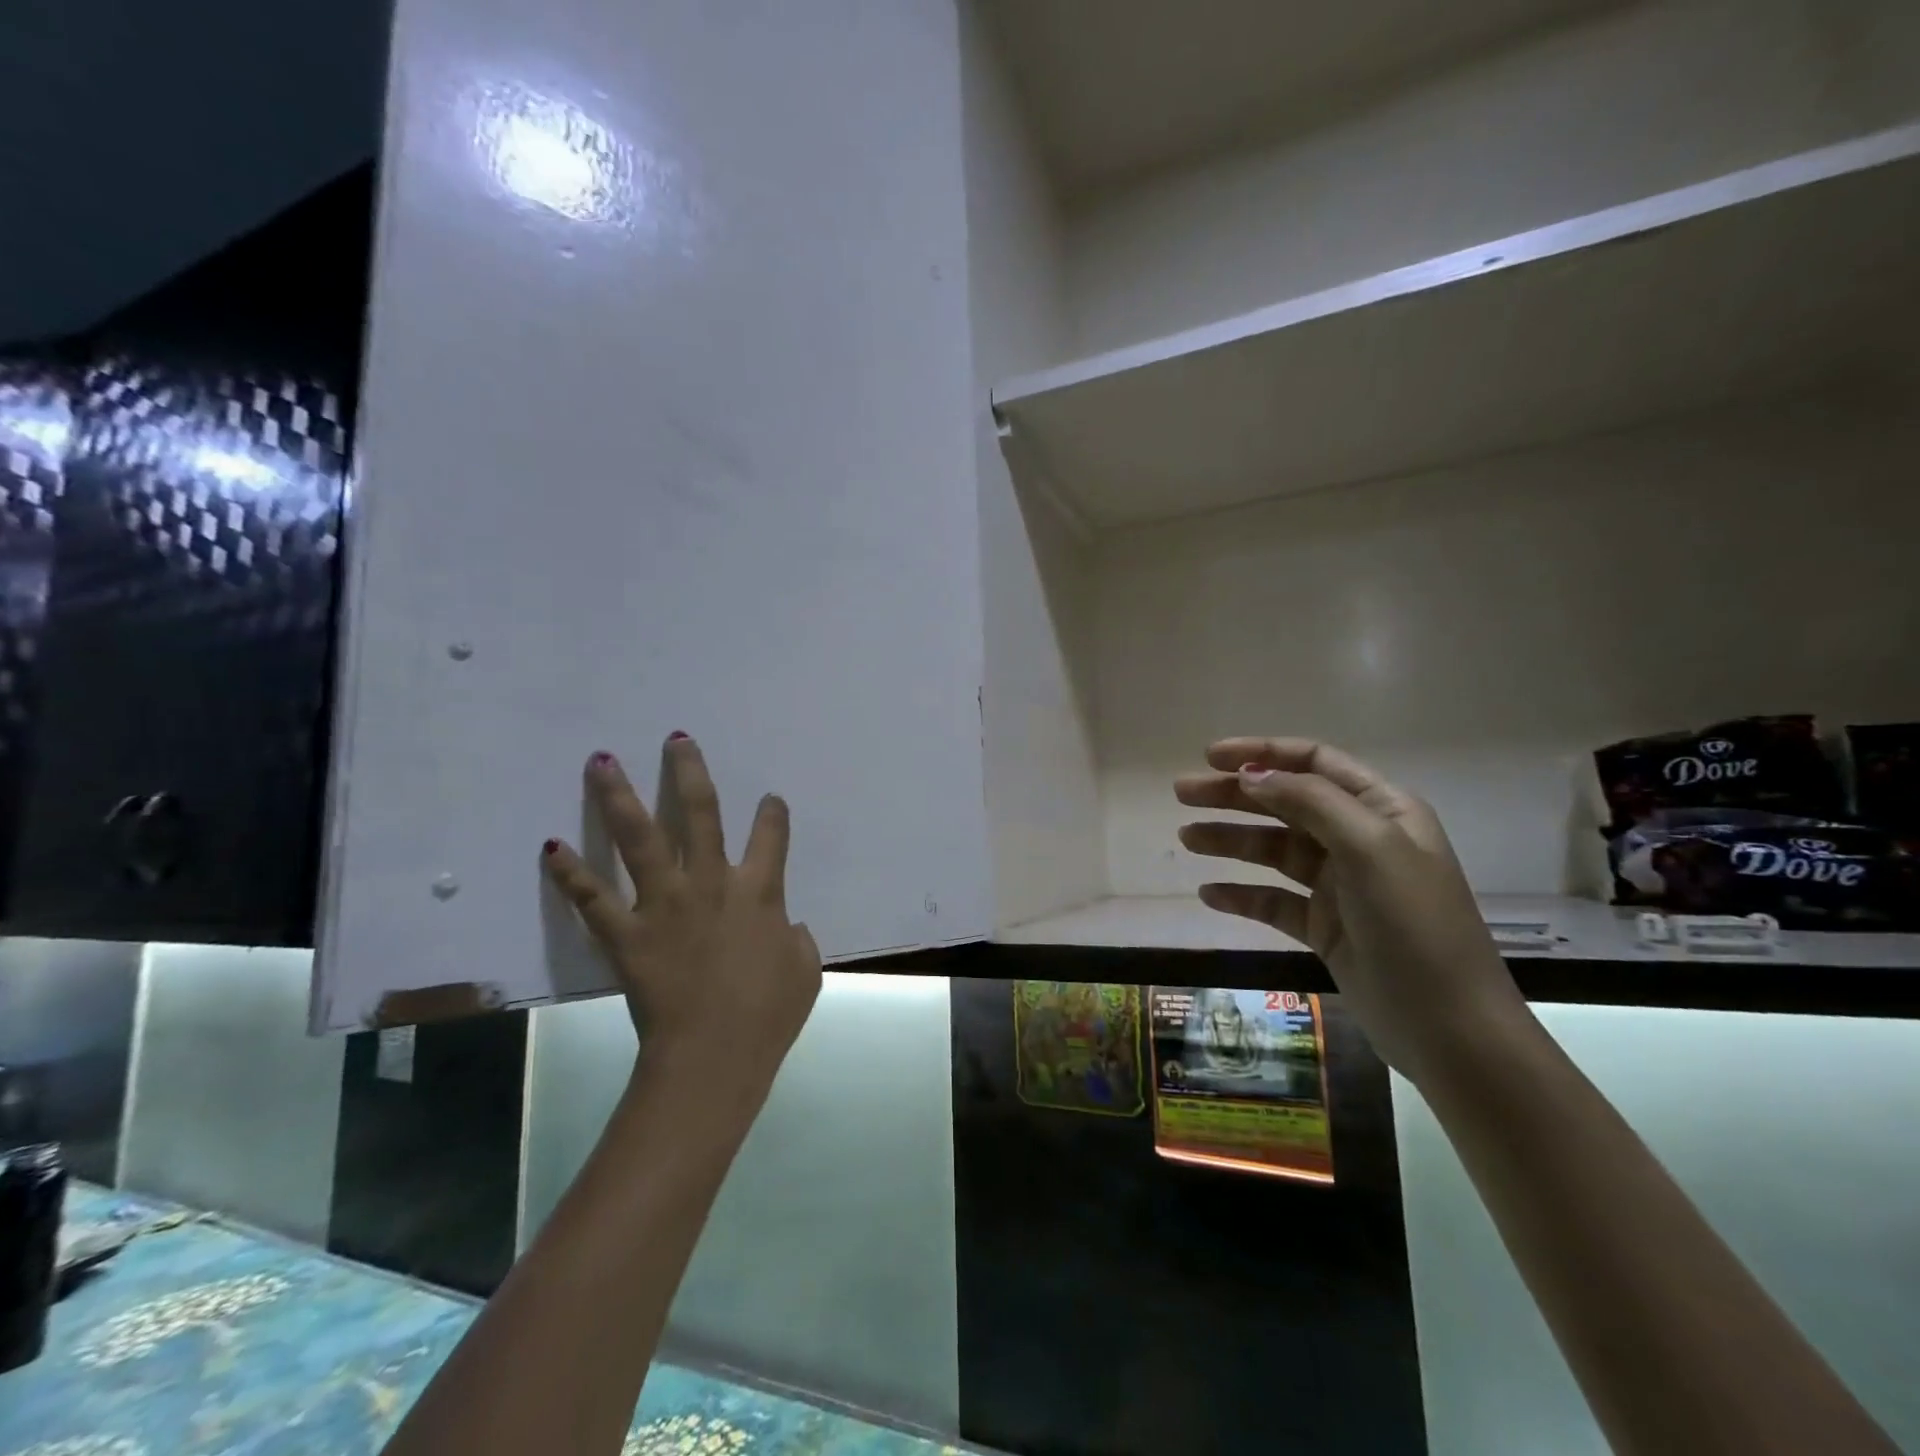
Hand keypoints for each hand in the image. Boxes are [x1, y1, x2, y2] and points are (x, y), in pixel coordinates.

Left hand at [542, 735, 821, 1092]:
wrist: (715, 1055)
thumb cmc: (768, 1014)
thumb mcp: (805, 971)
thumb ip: (798, 939)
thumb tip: (789, 926)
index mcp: (760, 891)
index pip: (772, 836)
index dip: (772, 813)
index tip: (769, 800)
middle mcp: (711, 883)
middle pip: (700, 814)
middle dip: (689, 772)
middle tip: (676, 740)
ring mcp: (664, 904)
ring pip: (640, 839)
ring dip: (620, 797)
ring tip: (601, 761)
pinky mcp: (626, 935)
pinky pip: (592, 899)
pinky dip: (570, 874)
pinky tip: (551, 846)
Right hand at [1176, 737, 1531, 1085]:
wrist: (1449, 1030)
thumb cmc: (1414, 925)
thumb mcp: (1369, 848)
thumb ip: (1310, 802)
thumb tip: (1251, 775)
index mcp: (1382, 810)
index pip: (1314, 762)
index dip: (1262, 753)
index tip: (1211, 757)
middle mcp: (1359, 839)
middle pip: (1285, 803)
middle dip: (1233, 795)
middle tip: (1181, 793)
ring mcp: (1340, 886)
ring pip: (1274, 850)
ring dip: (1230, 840)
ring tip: (1186, 838)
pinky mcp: (1324, 927)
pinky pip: (1273, 900)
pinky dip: (1241, 894)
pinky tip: (1208, 894)